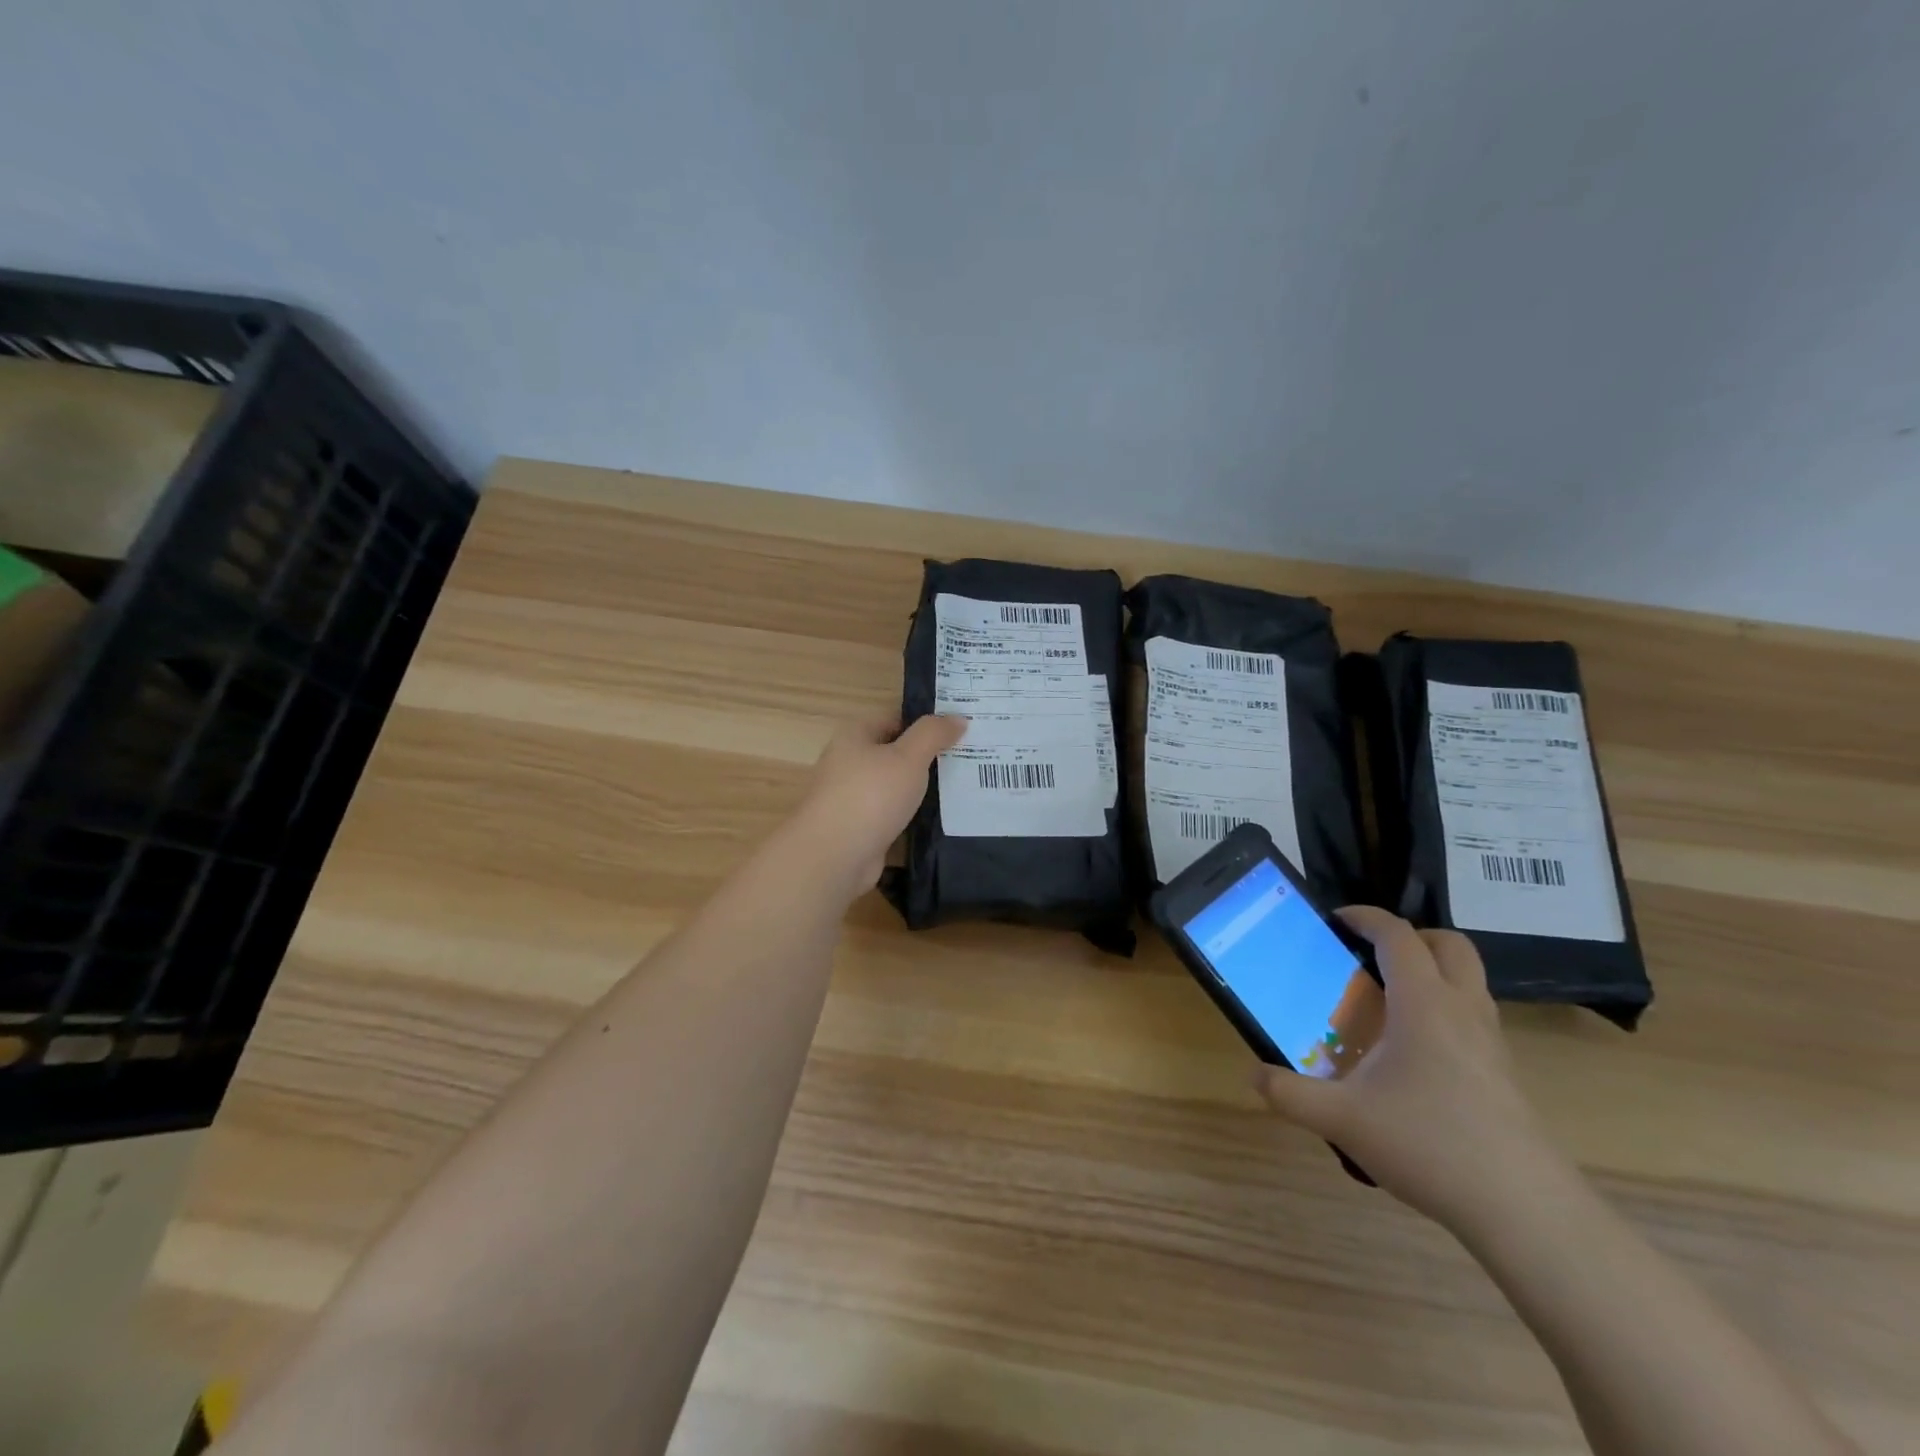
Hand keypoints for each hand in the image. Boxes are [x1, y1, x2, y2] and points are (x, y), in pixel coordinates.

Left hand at [790, 714, 966, 896]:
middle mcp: (848, 763)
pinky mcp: (858, 828)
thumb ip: (933, 734)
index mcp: (854, 736)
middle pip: (893, 753)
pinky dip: (911, 815)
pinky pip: (891, 814)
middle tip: (967, 759)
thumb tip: (958, 718)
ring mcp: (851, 798)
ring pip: (894, 786)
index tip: (958, 732)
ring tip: (961, 788)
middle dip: (926, 757)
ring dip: (920, 789)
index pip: (893, 719)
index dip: (924, 724)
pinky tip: (939, 819)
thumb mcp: (908, 757)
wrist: (834, 856)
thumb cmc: (871, 795)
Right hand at [1252, 906, 1564, 1230]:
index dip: (1365, 917)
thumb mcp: (1342, 1119)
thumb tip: (1254, 1075)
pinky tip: (1414, 1052)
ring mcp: (1491, 1042)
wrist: (1525, 1211)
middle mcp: (1462, 1009)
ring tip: (1389, 1000)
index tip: (1335, 919)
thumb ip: (1290, 1094)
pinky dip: (1445, 1009)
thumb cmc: (1429, 1145)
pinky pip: (1474, 1016)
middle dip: (1410, 936)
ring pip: (1468, 980)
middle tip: (1371, 955)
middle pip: (1449, 945)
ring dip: (1432, 971)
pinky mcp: (1505, 1074)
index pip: (1398, 935)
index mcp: (1423, 1003)